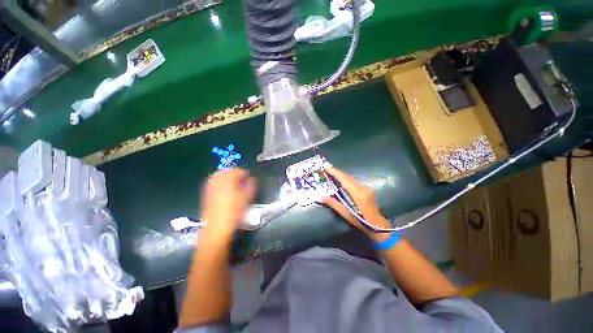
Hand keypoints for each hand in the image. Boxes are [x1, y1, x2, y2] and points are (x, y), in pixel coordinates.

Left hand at [201, 168, 256, 238]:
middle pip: (226, 171)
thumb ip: (250, 187)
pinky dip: (218, 180)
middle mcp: (218, 183)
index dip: (244, 172)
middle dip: (234, 172)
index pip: (236, 171)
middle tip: (240, 177)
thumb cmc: (234, 213)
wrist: (217, 228)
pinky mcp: (206, 194)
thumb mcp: (246, 199)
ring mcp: (211, 188)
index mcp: (229, 183)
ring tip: (232, 180)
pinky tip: (223, 186)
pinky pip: (212, 182)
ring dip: (226, 175)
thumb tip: (252, 180)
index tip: (248, 177)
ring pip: (218, 175)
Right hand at [321, 167, 391, 240]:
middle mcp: (362, 187)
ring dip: (341, 175)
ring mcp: (366, 187)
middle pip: (347, 176)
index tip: (326, 166)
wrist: (377, 225)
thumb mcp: (345, 213)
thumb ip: (333, 203)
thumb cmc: (361, 220)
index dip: (335, 172)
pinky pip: (353, 181)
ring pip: (351, 178)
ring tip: (331, 172)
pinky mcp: (366, 189)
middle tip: (326, 168)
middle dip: (336, 172)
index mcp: (358, 193)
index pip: (344, 179)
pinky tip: (340, 180)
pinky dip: (345, 179)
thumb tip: (319, 197)